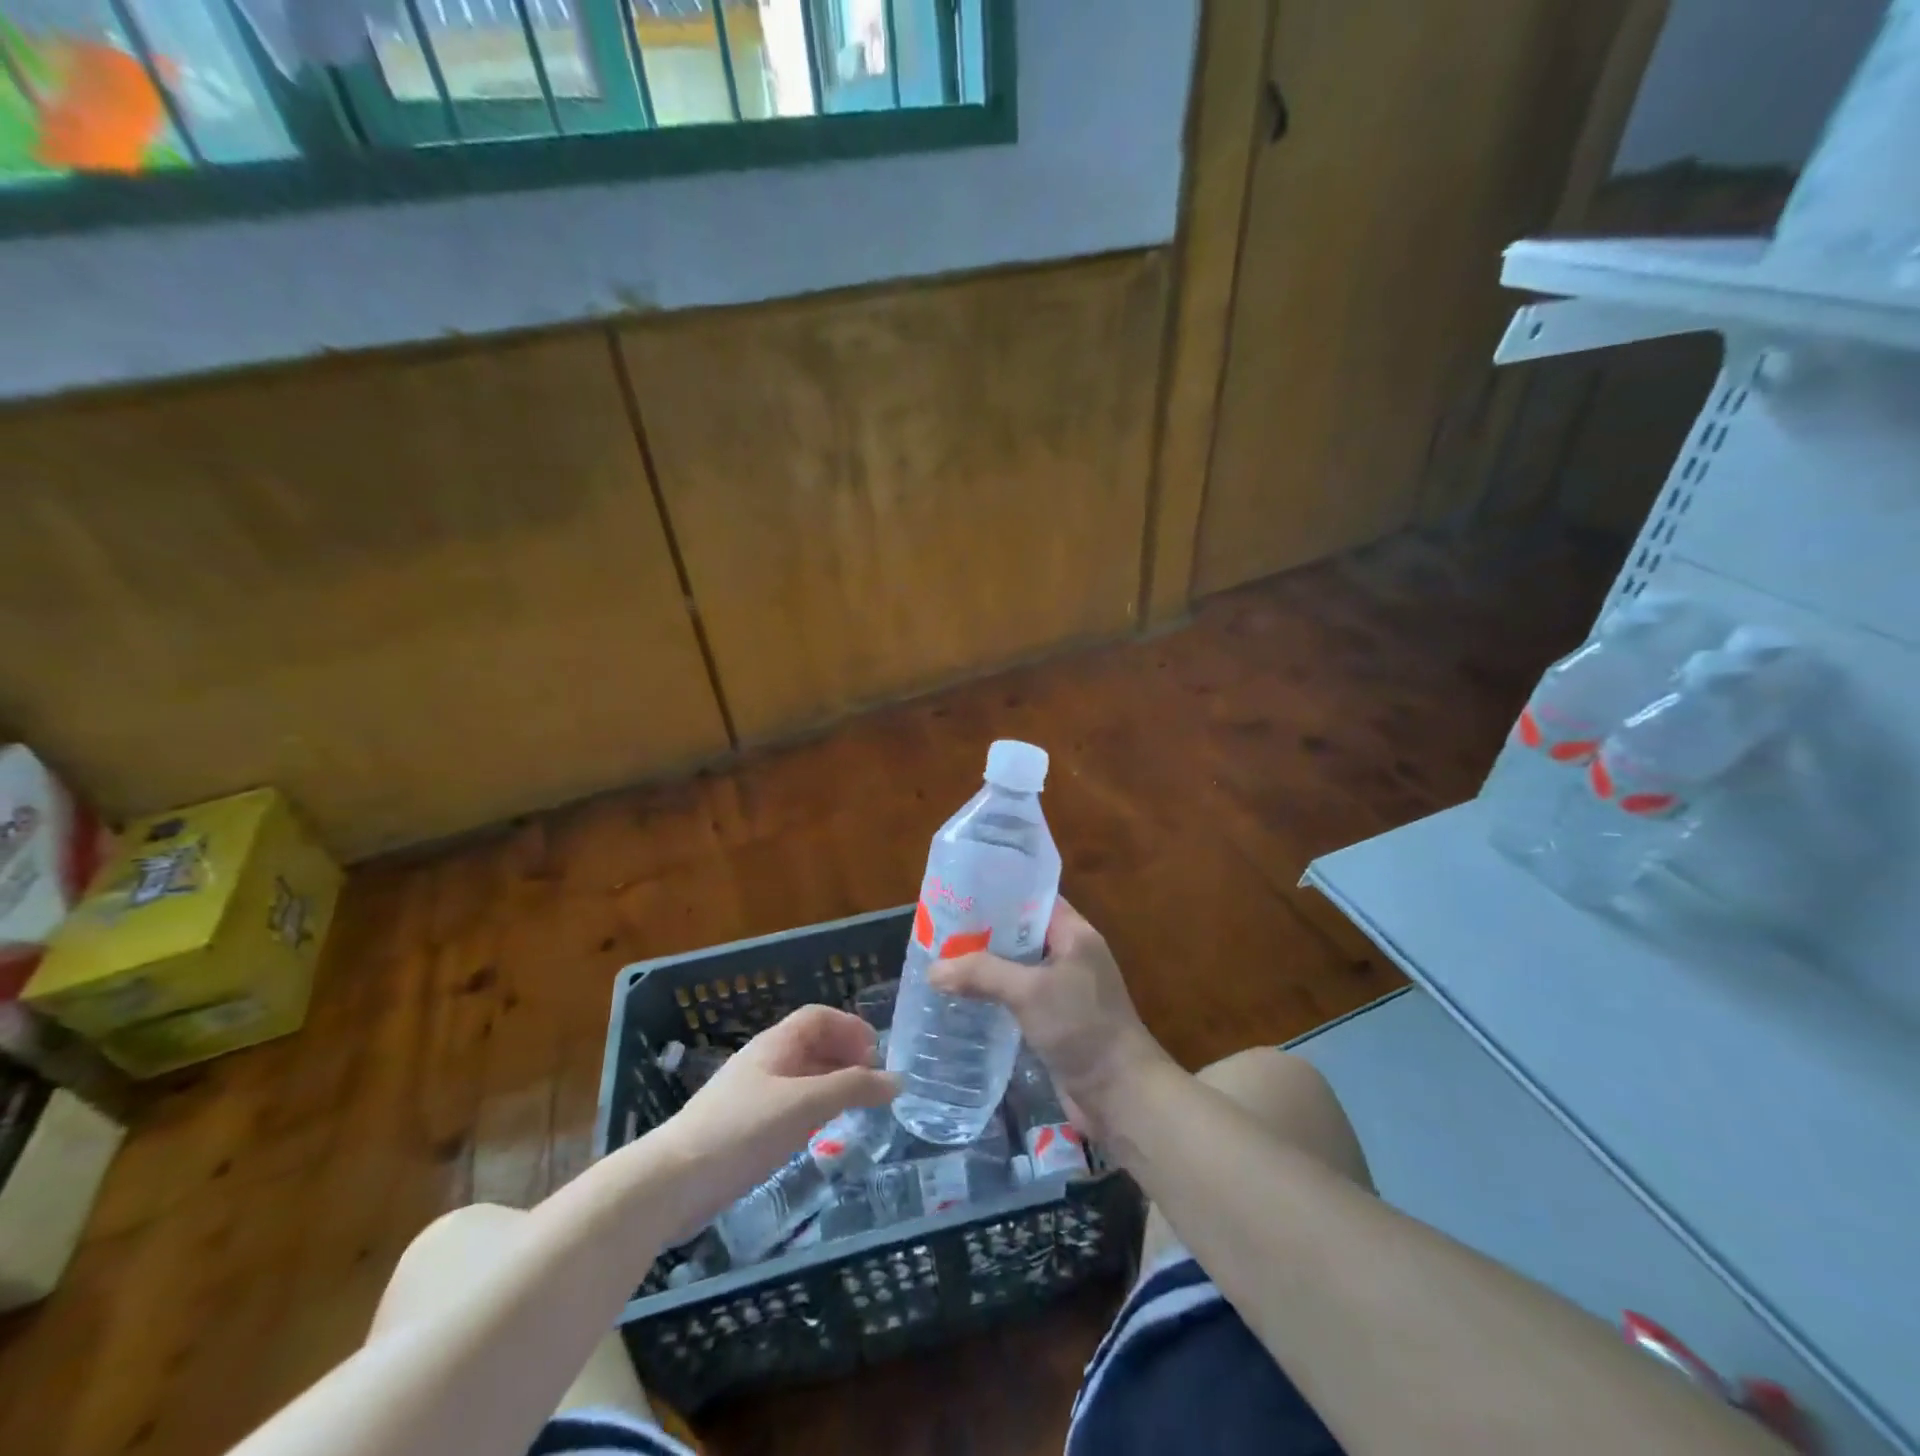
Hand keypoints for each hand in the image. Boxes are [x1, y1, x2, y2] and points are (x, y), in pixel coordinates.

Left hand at [647, 1004, 896, 1240]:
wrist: (673, 1182)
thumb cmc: (742, 1130)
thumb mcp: (805, 1105)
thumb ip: (852, 1089)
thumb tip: (897, 1080)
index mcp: (776, 1044)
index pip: (818, 1017)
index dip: (849, 1027)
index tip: (876, 1053)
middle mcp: (765, 1062)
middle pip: (811, 1045)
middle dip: (845, 1056)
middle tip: (873, 1083)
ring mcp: (752, 1096)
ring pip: (801, 1078)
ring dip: (831, 1085)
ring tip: (857, 1108)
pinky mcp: (744, 1129)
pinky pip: (789, 1106)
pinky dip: (814, 1110)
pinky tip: (822, 1134)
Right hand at [930, 898, 1170, 1139]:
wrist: (1120, 1094)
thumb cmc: (1082, 1026)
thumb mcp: (1029, 991)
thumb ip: (981, 975)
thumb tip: (932, 970)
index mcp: (1074, 933)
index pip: (1032, 898)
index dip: (999, 892)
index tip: (959, 893)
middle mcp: (1069, 955)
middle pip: (1021, 933)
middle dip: (983, 932)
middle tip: (939, 929)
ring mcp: (1062, 989)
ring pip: (1016, 967)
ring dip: (985, 966)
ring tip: (942, 960)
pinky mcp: (1053, 1020)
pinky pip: (1017, 997)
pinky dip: (993, 994)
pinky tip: (962, 997)